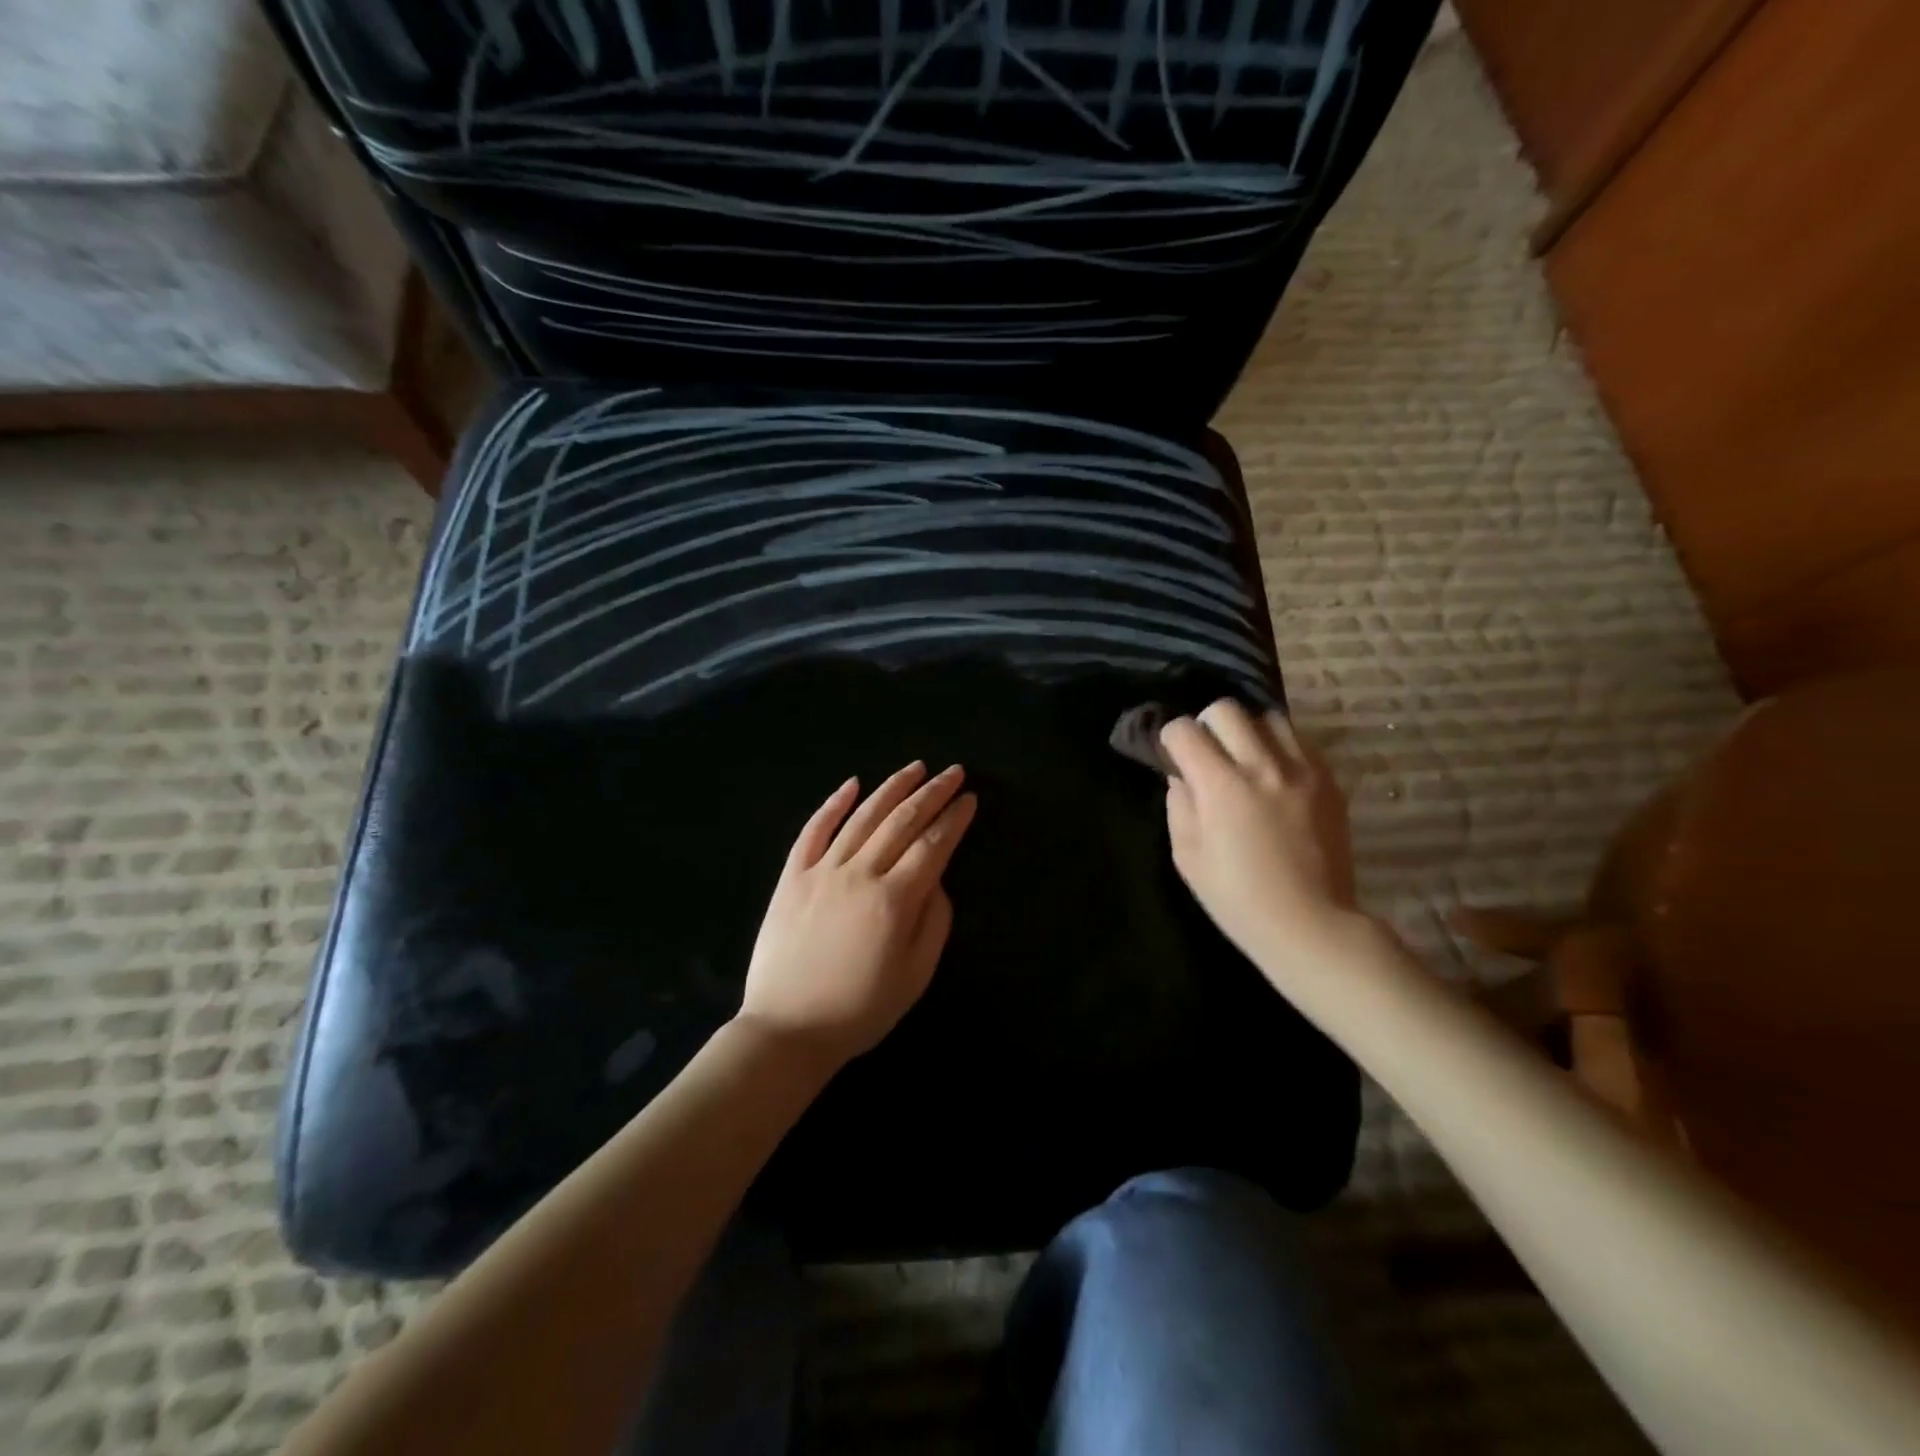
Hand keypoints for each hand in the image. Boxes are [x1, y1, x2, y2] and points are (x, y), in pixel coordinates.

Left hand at [739, 763, 977, 1067]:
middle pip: (902, 821)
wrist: (787, 1030)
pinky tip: (851, 784)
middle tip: (953, 772)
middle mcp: (859, 873)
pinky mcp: (791, 877)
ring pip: (862, 817)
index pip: (932, 845)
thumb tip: (937, 878)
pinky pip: (813, 831)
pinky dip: (833, 804)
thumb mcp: (915, 976)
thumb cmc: (860, 1010)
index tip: (970, 798)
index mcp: (894, 900)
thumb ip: (934, 922)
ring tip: (914, 769)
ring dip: (891, 788)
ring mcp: (821, 871)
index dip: (954, 819)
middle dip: (932, 793)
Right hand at [1160, 700, 1364, 984]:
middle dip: (1206, 725)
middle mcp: (1262, 766)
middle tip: (1206, 754)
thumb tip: (1182, 775)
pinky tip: (1274, 775)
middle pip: (1226, 709)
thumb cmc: (1236, 898)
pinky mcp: (1329, 781)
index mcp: (1221, 786)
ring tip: (1245, 758)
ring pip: (1268, 717)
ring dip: (1247, 731)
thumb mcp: (1186, 856)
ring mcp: (1302, 770)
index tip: (1172, 758)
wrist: (1310, 923)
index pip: (1184, 730)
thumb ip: (1179, 805)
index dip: (1170, 740)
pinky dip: (1279, 747)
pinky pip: (1299, 741)